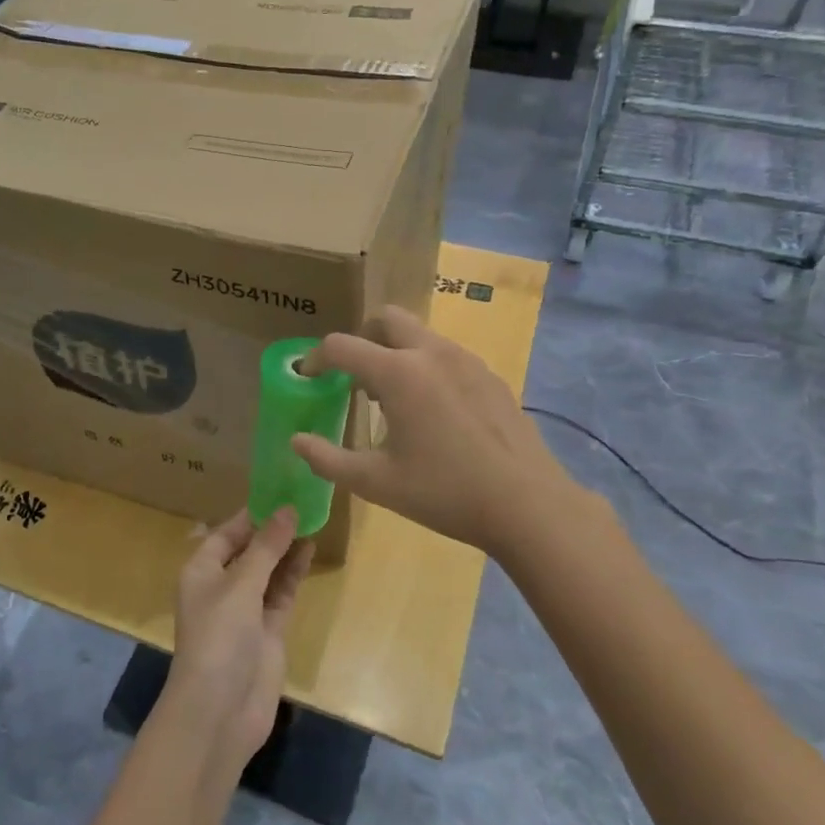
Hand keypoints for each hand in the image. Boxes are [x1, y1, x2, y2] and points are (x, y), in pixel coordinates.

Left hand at [166, 508, 313, 765]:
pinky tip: (311, 550)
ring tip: (313, 518)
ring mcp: (245, 610)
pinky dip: (294, 573)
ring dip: (286, 548)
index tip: (280, 491)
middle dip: (272, 528)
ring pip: (268, 570)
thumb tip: (288, 510)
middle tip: (304, 500)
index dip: (251, 513)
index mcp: (201, 571)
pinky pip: (281, 592)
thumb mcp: (241, 585)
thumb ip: (267, 547)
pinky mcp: (267, 630)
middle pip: (249, 549)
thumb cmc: (219, 637)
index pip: (226, 532)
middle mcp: (221, 586)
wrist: (220, 710)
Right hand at [290, 305, 582, 555]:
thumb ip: (328, 459)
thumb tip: (297, 441)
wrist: (527, 505)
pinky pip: (447, 355)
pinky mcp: (490, 376)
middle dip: (362, 339)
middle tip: (353, 376)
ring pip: (420, 335)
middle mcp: (432, 354)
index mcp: (398, 374)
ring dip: (395, 352)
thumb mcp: (376, 482)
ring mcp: (467, 361)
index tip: (308, 377)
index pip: (342, 346)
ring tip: (392, 399)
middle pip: (386, 319)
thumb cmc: (444, 493)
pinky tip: (434, 413)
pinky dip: (426, 367)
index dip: (316, 358)